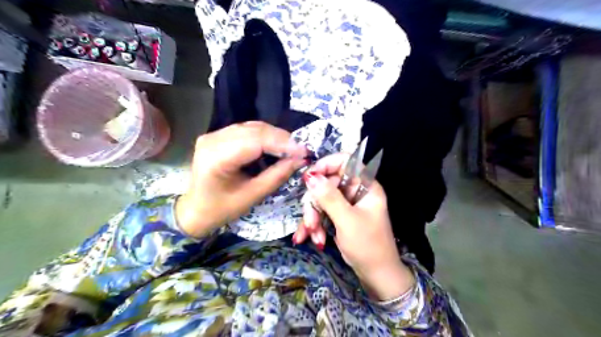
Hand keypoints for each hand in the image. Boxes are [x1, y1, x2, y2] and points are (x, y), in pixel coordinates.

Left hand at [174, 122, 304, 237]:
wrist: (195, 210)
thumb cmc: (222, 209)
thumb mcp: (253, 195)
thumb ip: (277, 175)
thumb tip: (299, 160)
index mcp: (217, 158)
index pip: (255, 141)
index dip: (282, 143)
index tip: (304, 151)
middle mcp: (212, 140)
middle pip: (254, 130)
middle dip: (281, 138)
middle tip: (300, 150)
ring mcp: (213, 135)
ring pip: (252, 127)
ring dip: (274, 136)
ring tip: (290, 148)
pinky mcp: (217, 135)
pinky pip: (246, 130)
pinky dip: (264, 136)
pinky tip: (275, 145)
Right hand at [293, 154, 415, 299]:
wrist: (376, 275)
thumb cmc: (368, 246)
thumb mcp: (347, 220)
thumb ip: (329, 197)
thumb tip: (310, 176)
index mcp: (365, 185)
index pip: (345, 161)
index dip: (326, 164)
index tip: (309, 178)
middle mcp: (355, 190)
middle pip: (327, 183)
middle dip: (315, 203)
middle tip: (311, 222)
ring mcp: (346, 203)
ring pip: (321, 199)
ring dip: (313, 217)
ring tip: (313, 236)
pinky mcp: (339, 215)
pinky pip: (322, 212)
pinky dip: (315, 225)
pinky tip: (311, 238)